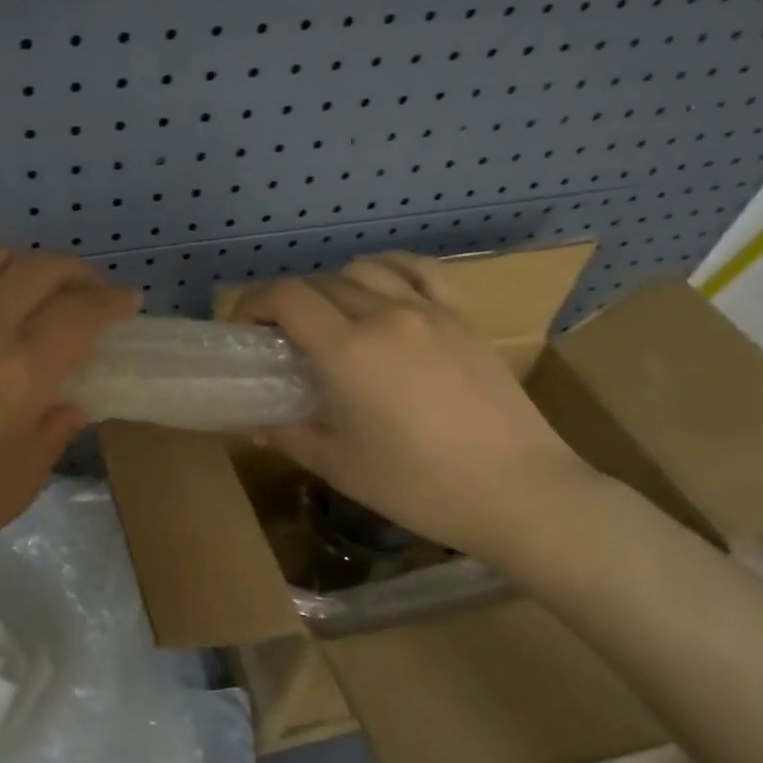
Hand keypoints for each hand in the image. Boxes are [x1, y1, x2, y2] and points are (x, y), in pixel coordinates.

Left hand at [0, 248, 138, 606]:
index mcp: (20, 372)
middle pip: (40, 270)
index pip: (81, 313)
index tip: (128, 303)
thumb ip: (53, 432)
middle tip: (91, 293)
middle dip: (78, 274)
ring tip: (36, 285)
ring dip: (24, 262)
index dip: (112, 301)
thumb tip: (70, 402)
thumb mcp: (19, 484)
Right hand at [230, 252, 595, 562]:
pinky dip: (389, 270)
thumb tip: (256, 425)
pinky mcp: (463, 318)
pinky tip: (382, 289)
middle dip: (288, 303)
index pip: (286, 297)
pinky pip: (420, 271)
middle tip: (281, 339)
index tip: (244, 331)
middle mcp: (385, 315)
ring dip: (333, 286)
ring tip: (330, 319)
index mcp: (348, 350)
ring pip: (365, 270)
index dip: (253, 305)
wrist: (518, 491)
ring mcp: (430, 311)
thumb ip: (291, 436)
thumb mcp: (341, 466)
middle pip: (320, 283)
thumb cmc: (418, 486)